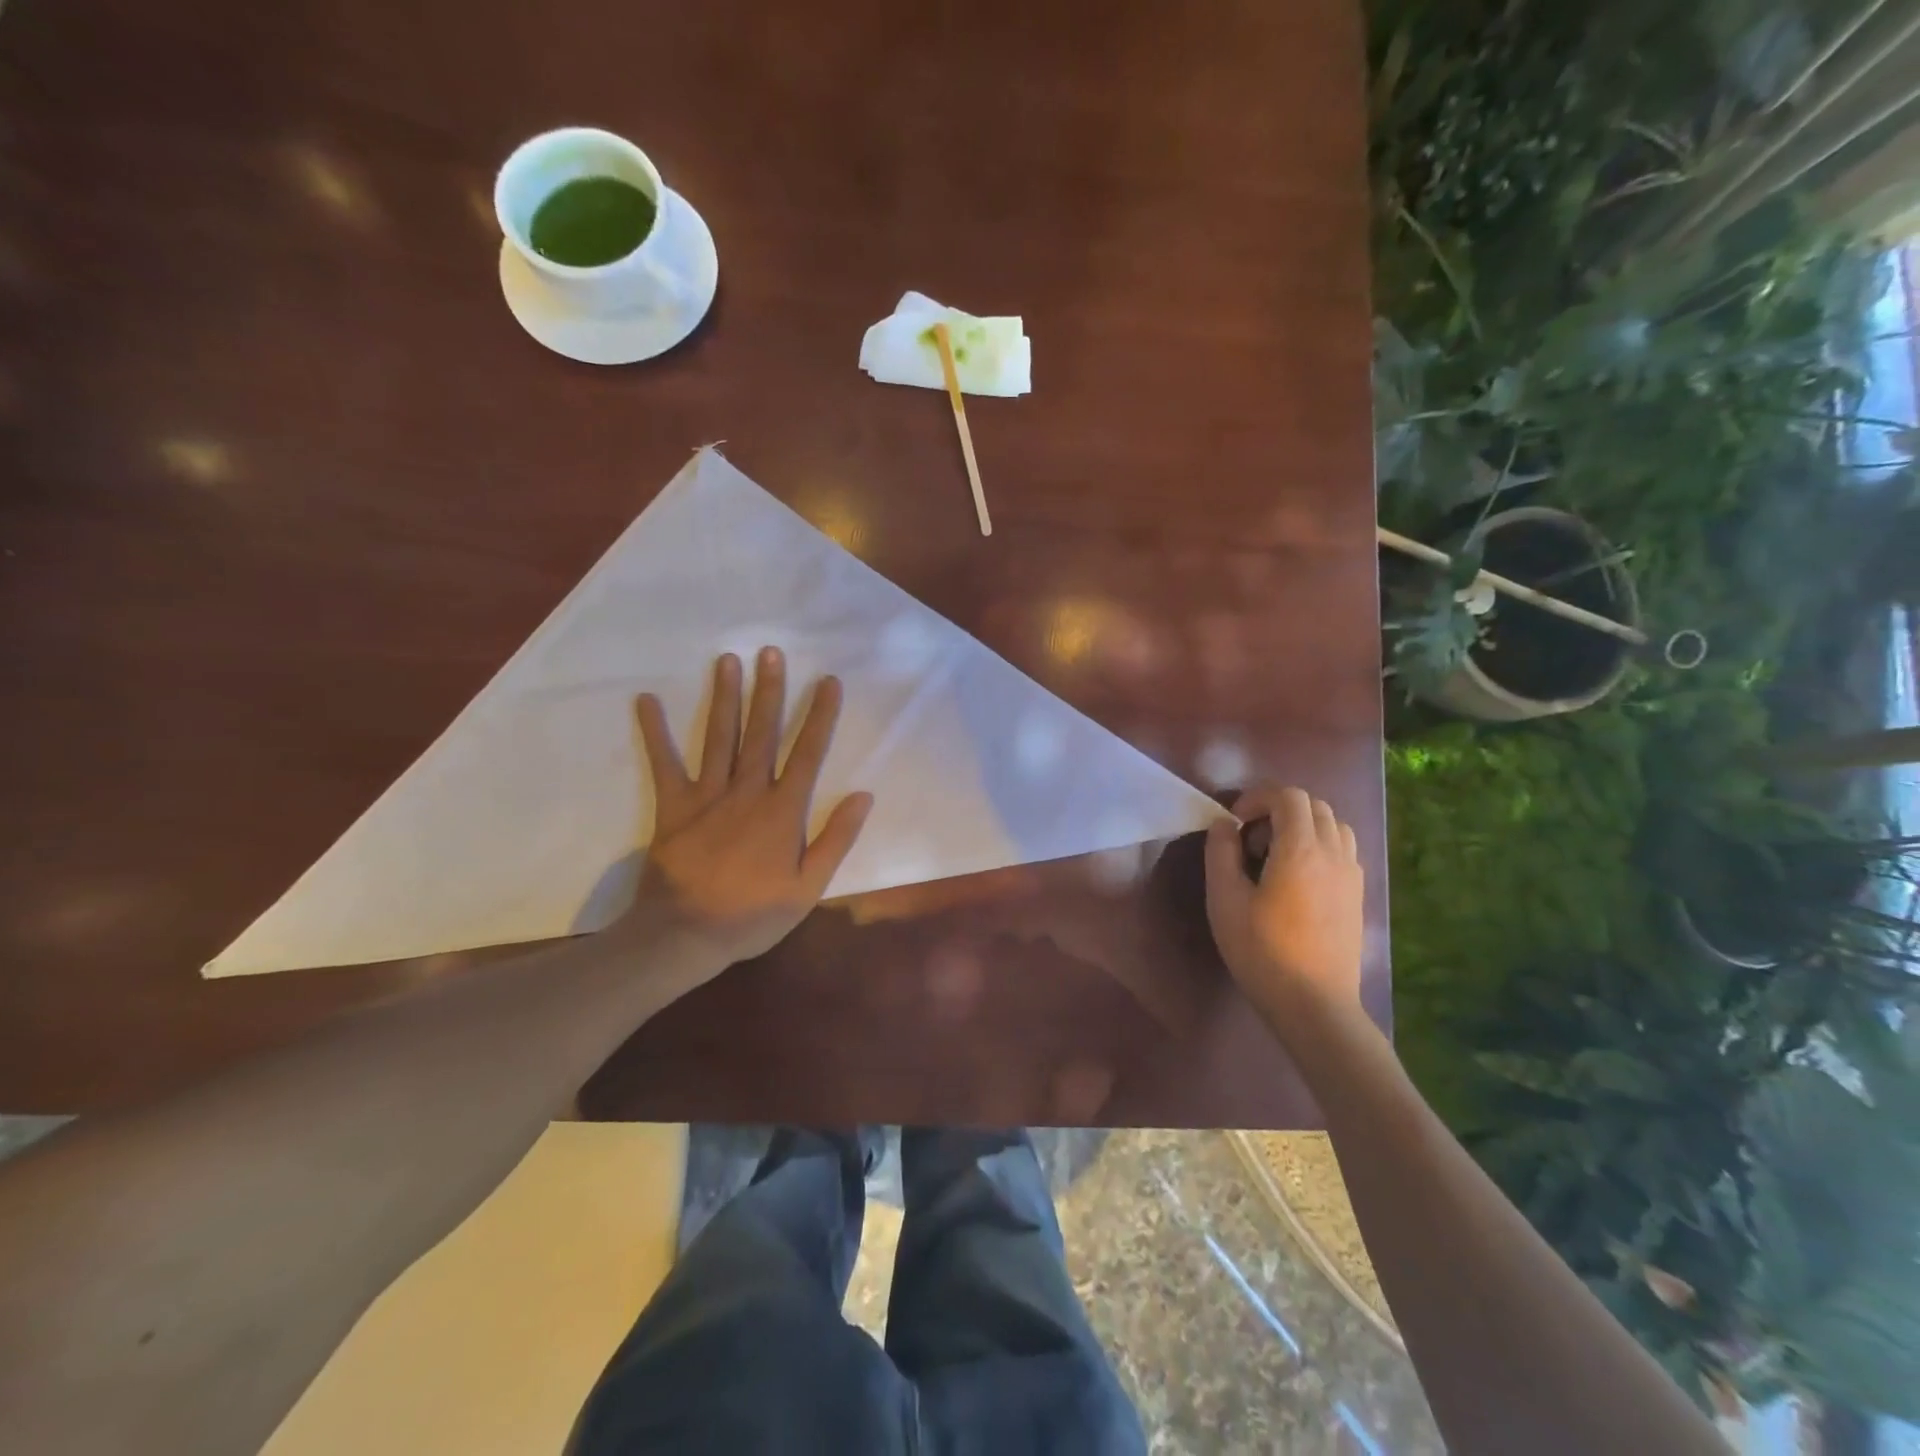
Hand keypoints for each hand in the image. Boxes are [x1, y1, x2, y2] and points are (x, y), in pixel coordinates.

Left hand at [629, 647, 872, 966]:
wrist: (686, 935)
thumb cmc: (754, 914)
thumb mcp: (809, 886)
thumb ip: (836, 838)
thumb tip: (863, 795)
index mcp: (783, 810)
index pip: (808, 753)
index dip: (820, 716)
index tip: (828, 681)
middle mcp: (747, 791)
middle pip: (762, 732)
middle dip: (770, 691)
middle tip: (771, 652)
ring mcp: (707, 795)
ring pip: (720, 737)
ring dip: (725, 697)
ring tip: (727, 660)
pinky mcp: (673, 806)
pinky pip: (664, 763)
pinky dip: (655, 732)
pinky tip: (647, 700)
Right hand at [1204, 785, 1363, 1018]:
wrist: (1315, 1005)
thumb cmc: (1262, 951)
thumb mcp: (1225, 900)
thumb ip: (1221, 853)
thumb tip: (1224, 825)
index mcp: (1301, 849)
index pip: (1288, 796)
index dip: (1257, 798)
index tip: (1234, 823)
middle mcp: (1334, 853)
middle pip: (1314, 805)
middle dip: (1278, 810)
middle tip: (1251, 840)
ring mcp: (1352, 874)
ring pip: (1333, 825)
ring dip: (1302, 826)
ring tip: (1275, 855)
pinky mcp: (1357, 895)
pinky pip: (1343, 850)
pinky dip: (1319, 846)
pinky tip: (1297, 878)